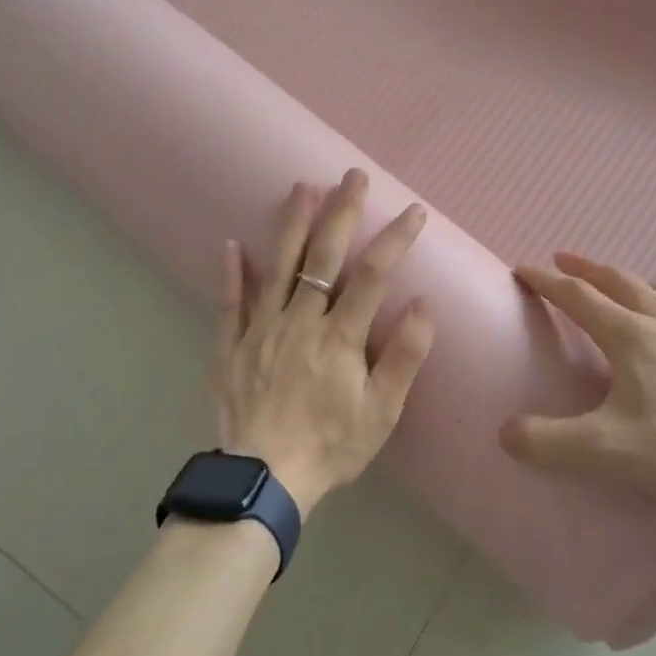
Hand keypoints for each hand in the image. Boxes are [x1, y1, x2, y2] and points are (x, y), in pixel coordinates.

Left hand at [215, 170, 434, 516]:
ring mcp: (261, 330)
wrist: (265, 480)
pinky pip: (229, 303)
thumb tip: (425, 303)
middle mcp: (300, 322)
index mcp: (340, 337)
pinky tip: (231, 244)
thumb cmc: (332, 446)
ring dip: (291, 224)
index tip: (413, 212)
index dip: (395, 239)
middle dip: (341, 212)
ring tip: (302, 188)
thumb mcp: (382, 411)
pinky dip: (231, 273)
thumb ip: (404, 356)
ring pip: (277, 267)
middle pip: (323, 257)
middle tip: (352, 176)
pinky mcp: (232, 346)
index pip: (373, 275)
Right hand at [498, 252, 655, 507]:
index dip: (546, 281)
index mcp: (630, 336)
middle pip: (618, 280)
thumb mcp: (608, 451)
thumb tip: (505, 434)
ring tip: (618, 284)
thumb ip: (550, 443)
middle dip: (585, 268)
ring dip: (628, 280)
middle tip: (563, 260)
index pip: (578, 296)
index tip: (523, 269)